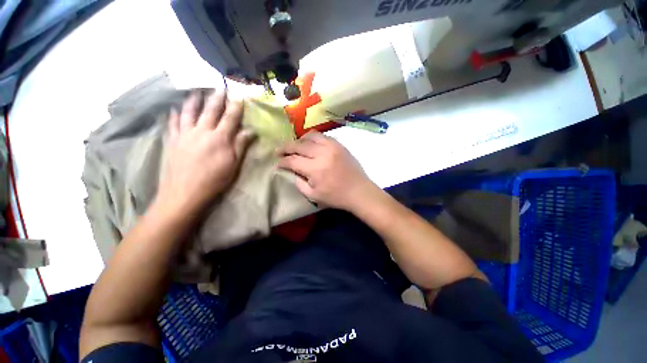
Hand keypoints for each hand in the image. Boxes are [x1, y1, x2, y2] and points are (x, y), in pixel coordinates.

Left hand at [156, 90, 254, 214]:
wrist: (185, 192)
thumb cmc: (214, 180)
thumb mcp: (233, 165)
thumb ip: (241, 145)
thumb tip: (251, 131)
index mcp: (220, 138)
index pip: (230, 118)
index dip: (236, 107)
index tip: (239, 97)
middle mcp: (202, 131)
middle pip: (210, 111)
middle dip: (217, 98)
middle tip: (220, 87)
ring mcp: (185, 134)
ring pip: (189, 112)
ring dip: (194, 101)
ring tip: (196, 92)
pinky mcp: (172, 141)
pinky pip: (173, 123)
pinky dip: (174, 115)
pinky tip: (174, 109)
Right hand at [278, 131, 378, 211]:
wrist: (359, 191)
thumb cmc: (336, 197)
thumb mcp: (313, 195)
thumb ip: (298, 182)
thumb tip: (290, 171)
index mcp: (315, 169)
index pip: (292, 160)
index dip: (282, 161)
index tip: (277, 163)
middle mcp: (322, 153)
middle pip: (299, 145)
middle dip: (286, 147)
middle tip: (279, 151)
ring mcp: (332, 147)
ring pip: (310, 136)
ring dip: (299, 140)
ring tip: (295, 146)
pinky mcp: (339, 145)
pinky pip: (323, 136)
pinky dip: (313, 138)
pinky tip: (310, 144)